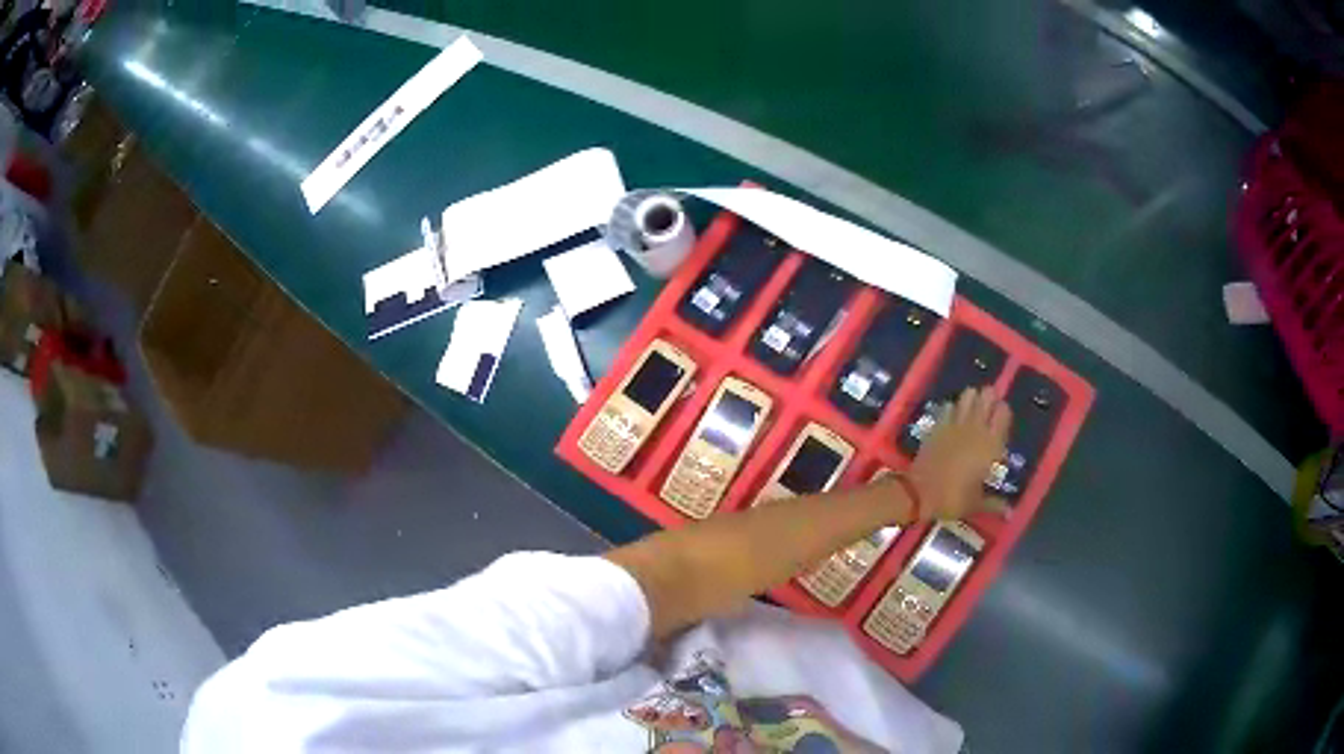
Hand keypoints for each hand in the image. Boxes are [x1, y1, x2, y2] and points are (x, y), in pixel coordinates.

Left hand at [905, 386, 1010, 519]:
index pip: (1003, 413)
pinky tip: (954, 415)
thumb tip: (1009, 512)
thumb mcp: (975, 504)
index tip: (1001, 420)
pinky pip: (949, 407)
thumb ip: (994, 504)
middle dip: (990, 398)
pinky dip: (953, 407)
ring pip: (968, 396)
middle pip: (987, 397)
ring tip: (973, 407)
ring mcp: (955, 424)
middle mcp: (975, 429)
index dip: (1003, 412)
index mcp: (990, 445)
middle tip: (989, 407)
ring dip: (972, 398)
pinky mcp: (938, 425)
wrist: (918, 493)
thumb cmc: (952, 499)